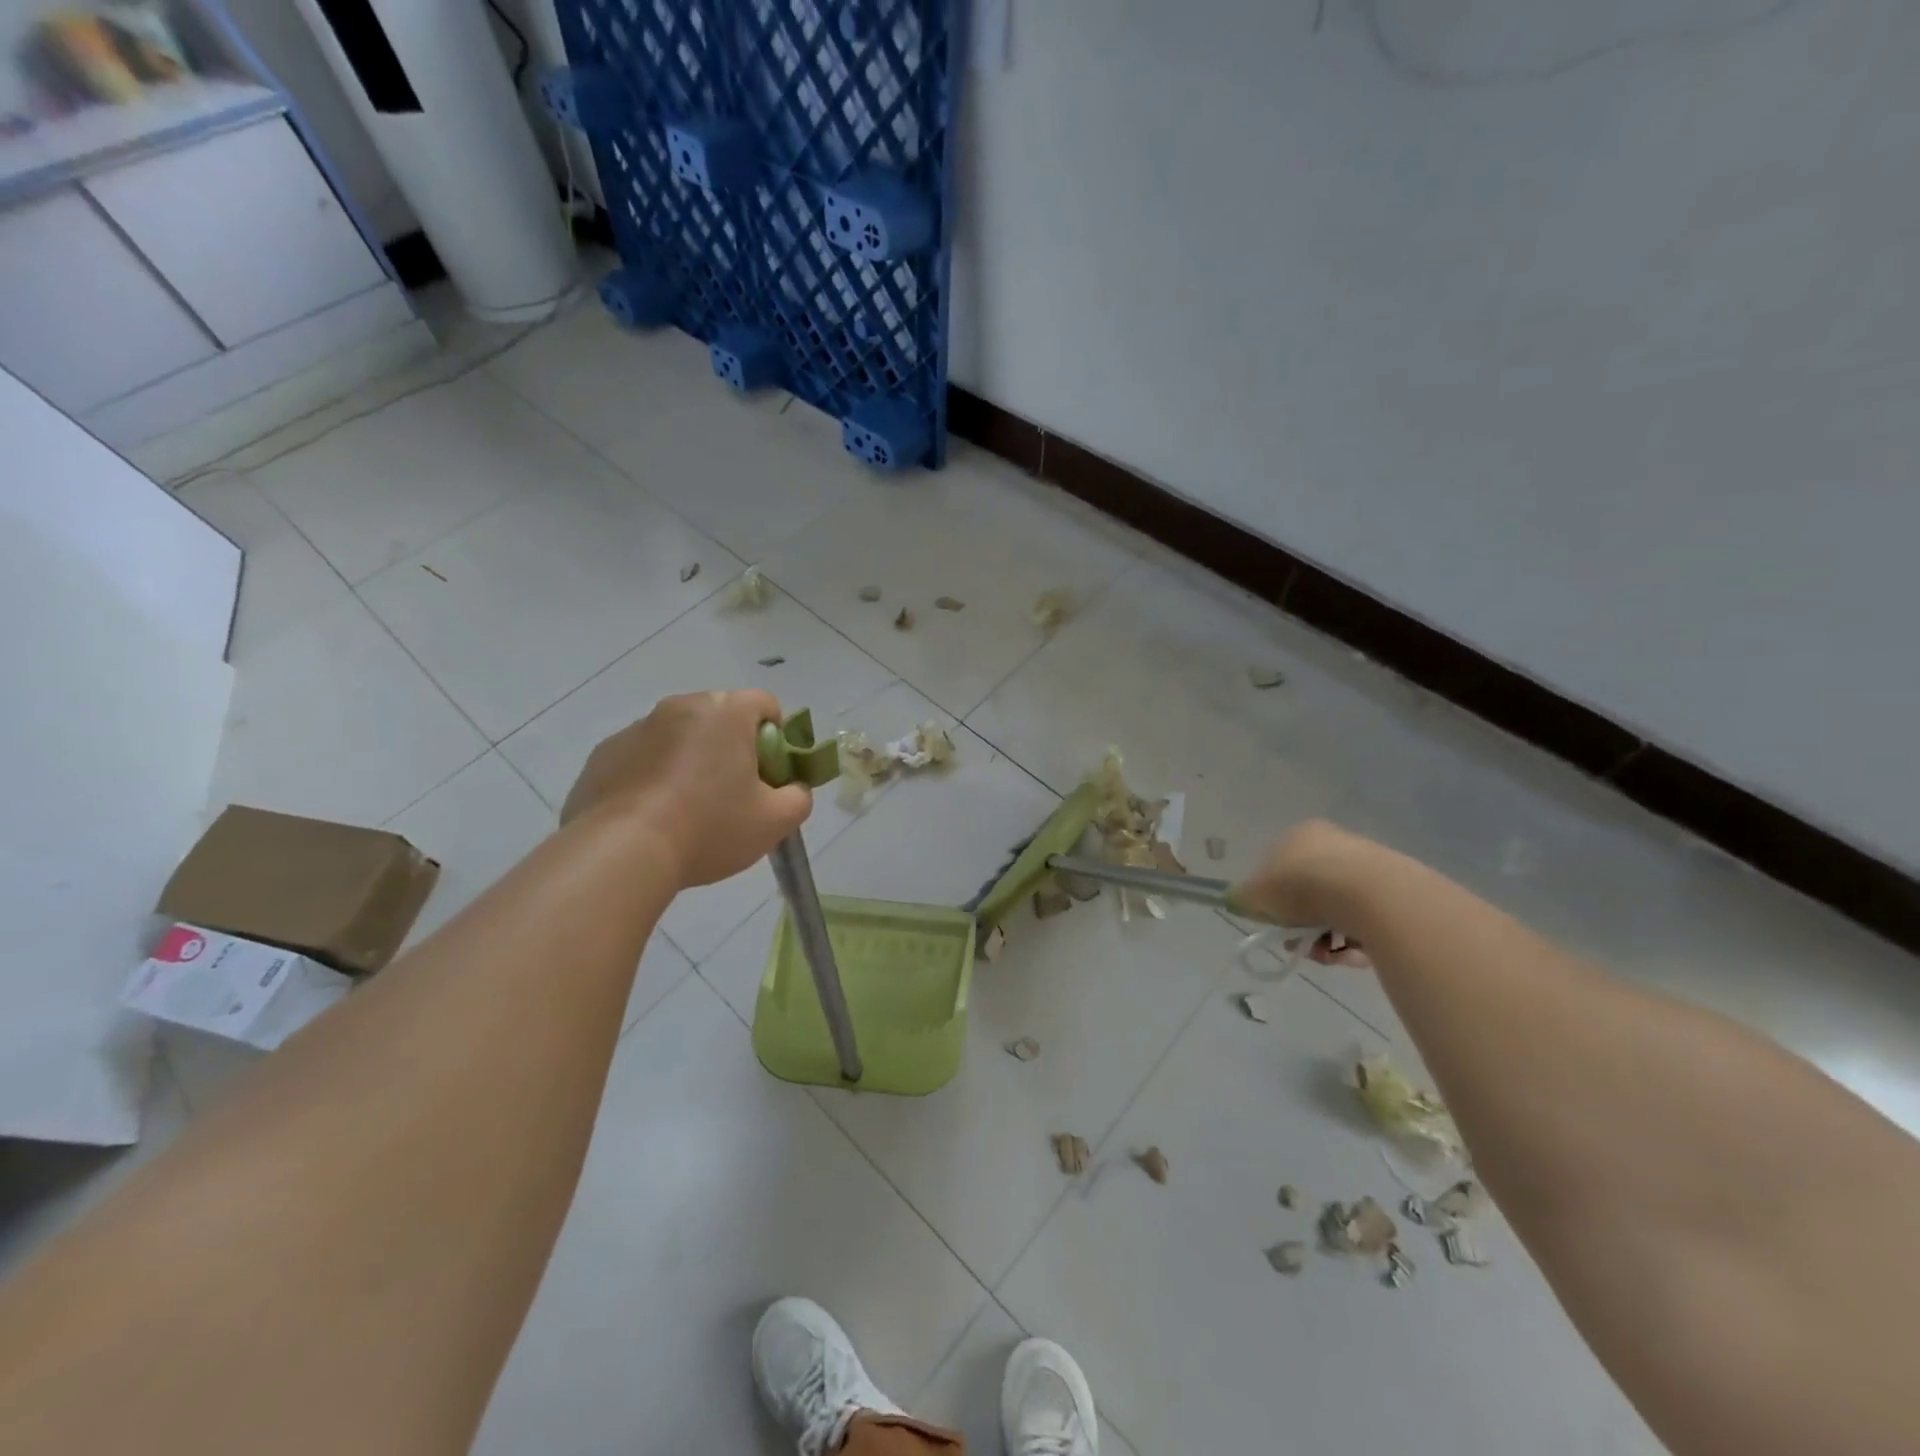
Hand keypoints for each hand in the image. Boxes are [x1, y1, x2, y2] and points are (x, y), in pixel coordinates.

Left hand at [561, 690, 811, 888]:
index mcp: (725, 712)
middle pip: (720, 717)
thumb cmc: (709, 828)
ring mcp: (636, 729)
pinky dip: (652, 776)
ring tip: (687, 810)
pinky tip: (652, 816)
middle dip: (731, 747)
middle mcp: (680, 707)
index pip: (764, 704)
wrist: (622, 853)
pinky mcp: (604, 754)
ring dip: (690, 760)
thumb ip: (798, 797)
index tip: (770, 773)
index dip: (777, 736)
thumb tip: (793, 788)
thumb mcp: (775, 822)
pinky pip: (642, 757)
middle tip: (733, 793)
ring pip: (678, 736)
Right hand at [1235, 819, 1378, 964]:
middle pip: (1310, 892)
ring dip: (1330, 937)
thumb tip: (1237, 900)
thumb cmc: (1300, 886)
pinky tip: (1355, 954)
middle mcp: (1334, 843)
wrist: (1367, 894)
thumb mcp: (1256, 894)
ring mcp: (1367, 865)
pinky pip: (1368, 920)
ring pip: (1339, 909)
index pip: (1278, 868)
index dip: (1273, 900)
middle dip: (1303, 924)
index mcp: (1299, 835)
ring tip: (1331, 955)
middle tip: (1300, 945)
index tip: (1276, 925)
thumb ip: (1244, 898)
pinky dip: (1358, 939)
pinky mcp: (1394, 890)